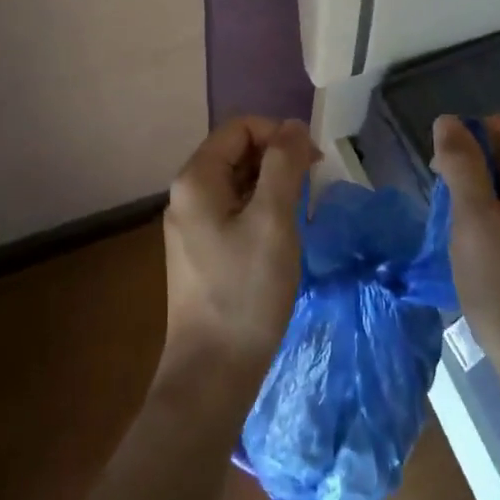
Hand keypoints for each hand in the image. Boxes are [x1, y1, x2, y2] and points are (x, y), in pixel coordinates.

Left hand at [158, 117, 318, 398]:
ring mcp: (190, 226)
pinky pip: (232, 212)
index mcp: (196, 179)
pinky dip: (260, 212)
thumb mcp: (273, 220)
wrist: (212, 373)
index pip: (240, 128)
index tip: (313, 162)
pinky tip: (281, 239)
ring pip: (237, 184)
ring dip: (272, 187)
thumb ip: (284, 165)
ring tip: (300, 215)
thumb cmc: (245, 291)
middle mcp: (186, 195)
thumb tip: (294, 126)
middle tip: (311, 189)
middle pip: (236, 153)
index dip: (278, 134)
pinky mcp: (199, 252)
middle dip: (277, 160)